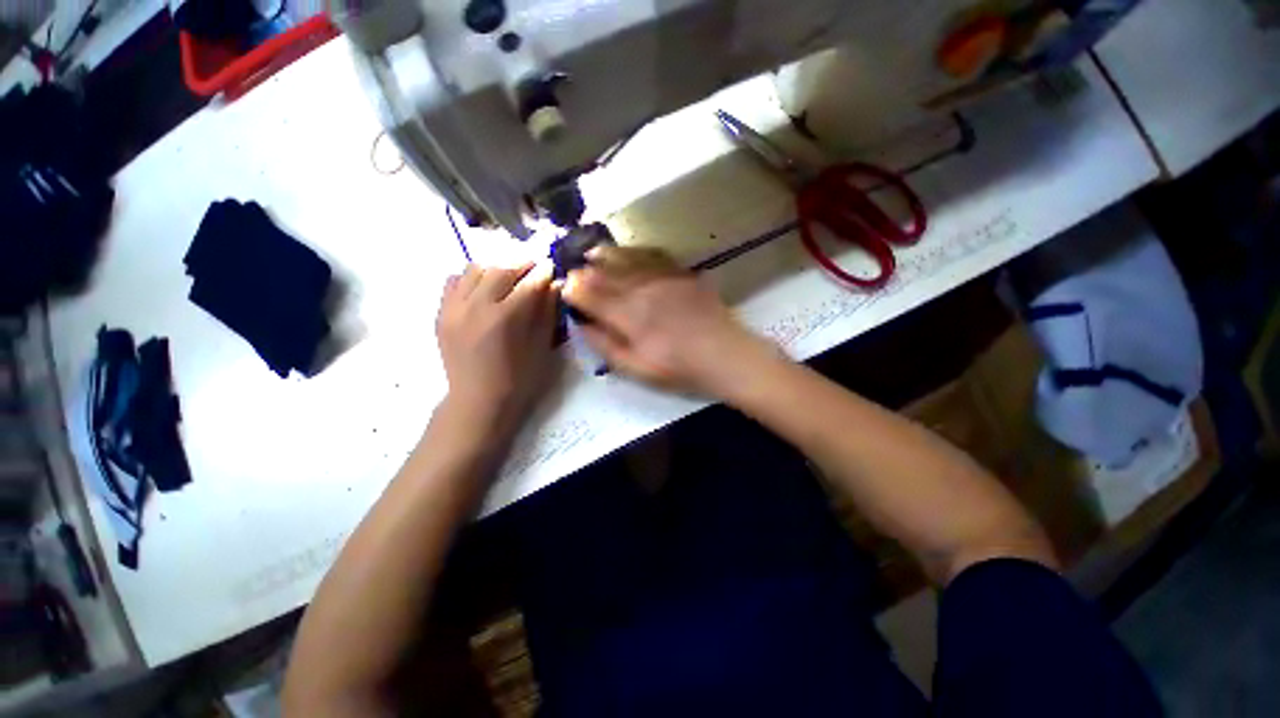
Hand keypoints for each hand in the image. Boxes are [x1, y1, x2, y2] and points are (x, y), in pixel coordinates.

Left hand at [436, 262, 559, 436]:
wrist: (478, 401)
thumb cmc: (518, 379)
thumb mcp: (541, 347)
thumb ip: (547, 312)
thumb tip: (554, 285)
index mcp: (505, 318)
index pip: (528, 283)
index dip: (543, 272)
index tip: (552, 265)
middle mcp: (476, 306)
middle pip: (500, 270)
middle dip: (521, 264)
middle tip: (535, 267)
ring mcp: (453, 308)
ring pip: (474, 270)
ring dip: (495, 268)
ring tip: (509, 277)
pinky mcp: (441, 314)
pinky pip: (453, 282)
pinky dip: (470, 279)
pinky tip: (483, 290)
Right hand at [562, 246, 777, 396]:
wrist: (725, 355)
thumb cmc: (679, 368)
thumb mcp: (636, 368)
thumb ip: (605, 345)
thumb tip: (581, 324)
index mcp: (628, 314)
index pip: (589, 294)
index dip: (573, 289)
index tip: (564, 288)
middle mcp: (641, 288)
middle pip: (604, 272)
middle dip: (584, 269)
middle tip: (573, 268)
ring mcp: (662, 276)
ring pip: (625, 257)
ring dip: (604, 255)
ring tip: (591, 252)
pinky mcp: (680, 272)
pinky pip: (651, 254)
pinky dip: (633, 251)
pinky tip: (627, 252)